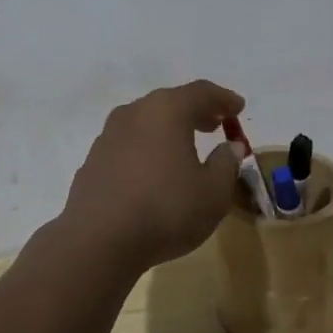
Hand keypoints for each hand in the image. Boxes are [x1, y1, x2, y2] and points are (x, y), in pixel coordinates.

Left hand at [59, 79, 245, 276]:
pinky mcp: (93, 160)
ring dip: (168, 130)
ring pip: (146, 122)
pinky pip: (128, 144)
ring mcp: (108, 135)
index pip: (201, 92)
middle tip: (215, 124)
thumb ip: (226, 164)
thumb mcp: (213, 192)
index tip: (239, 107)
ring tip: (185, 148)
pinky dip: (146, 149)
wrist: (98, 240)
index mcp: (167, 110)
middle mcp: (135, 112)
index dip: (223, 98)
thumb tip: (230, 146)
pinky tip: (153, 172)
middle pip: (170, 103)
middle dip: (196, 111)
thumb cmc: (165, 209)